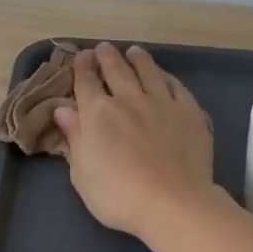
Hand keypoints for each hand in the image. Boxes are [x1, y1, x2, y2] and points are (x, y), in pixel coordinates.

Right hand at [52, 43, 216, 236]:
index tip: (82, 56)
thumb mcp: (82, 173)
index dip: (82, 67)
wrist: (172, 203)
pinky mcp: (189, 113)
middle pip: (117, 70)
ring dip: (138, 60)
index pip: (86, 82)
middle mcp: (129, 100)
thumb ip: (74, 138)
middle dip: (107, 57)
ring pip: (148, 72)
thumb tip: (63, 110)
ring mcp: (162, 103)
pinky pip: (177, 87)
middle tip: (104, 48)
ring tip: (134, 52)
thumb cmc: (117, 195)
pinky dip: (167, 78)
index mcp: (97, 113)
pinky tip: (165, 77)